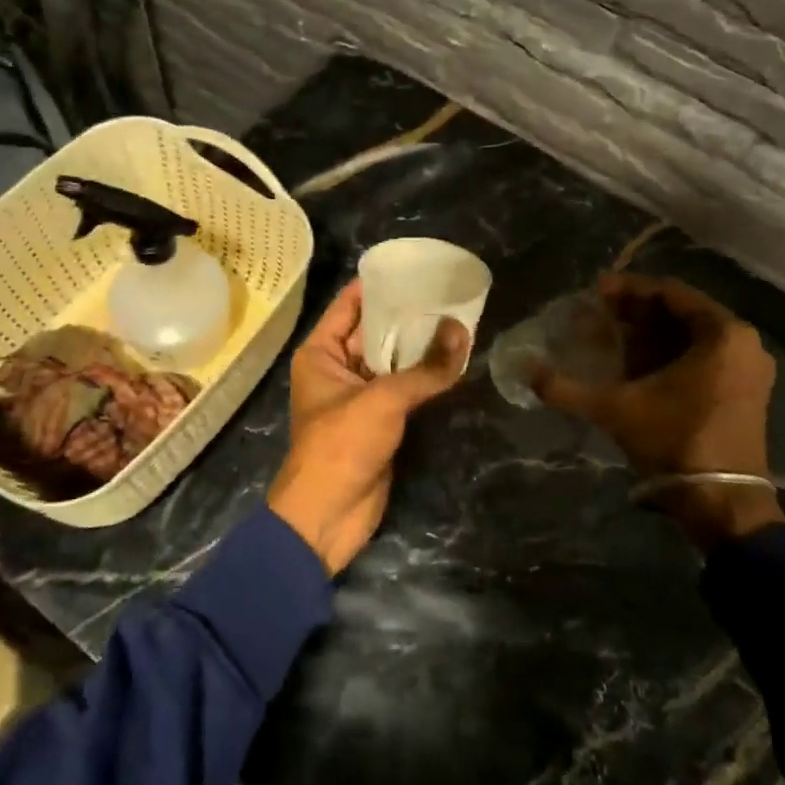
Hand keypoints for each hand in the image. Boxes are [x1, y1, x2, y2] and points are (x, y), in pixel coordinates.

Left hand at [267, 280, 467, 573]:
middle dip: (407, 315)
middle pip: (374, 330)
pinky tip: (453, 358)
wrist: (328, 515)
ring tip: (458, 318)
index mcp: (321, 352)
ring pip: (392, 360)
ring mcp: (359, 394)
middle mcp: (337, 367)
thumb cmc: (341, 445)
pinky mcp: (379, 419)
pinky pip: (403, 387)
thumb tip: (464, 331)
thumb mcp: (384, 399)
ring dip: (419, 346)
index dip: (380, 285)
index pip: (350, 304)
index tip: (417, 269)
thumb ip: (426, 368)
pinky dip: (424, 375)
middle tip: (448, 293)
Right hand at [532, 274, 782, 548]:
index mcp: (724, 334)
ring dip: (649, 332)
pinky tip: (634, 361)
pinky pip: (701, 355)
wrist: (722, 502)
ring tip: (609, 334)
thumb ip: (567, 388)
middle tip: (596, 312)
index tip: (594, 291)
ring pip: (690, 335)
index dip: (628, 289)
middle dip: (636, 310)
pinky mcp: (742, 391)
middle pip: (681, 312)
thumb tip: (526, 370)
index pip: (671, 292)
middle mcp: (743, 343)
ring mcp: (747, 368)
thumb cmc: (675, 441)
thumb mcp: (615, 409)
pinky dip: (667, 353)